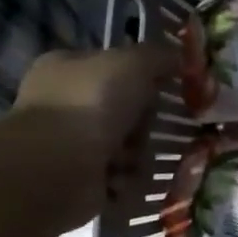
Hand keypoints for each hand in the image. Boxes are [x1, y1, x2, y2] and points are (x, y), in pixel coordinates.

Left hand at [10, 44, 176, 231]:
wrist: (58, 167)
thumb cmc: (91, 104)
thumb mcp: (133, 62)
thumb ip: (158, 56)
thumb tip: (180, 57)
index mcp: (67, 68)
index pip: (114, 67)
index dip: (142, 77)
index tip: (165, 89)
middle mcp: (64, 103)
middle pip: (126, 111)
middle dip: (143, 124)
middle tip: (146, 129)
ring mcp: (69, 144)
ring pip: (128, 146)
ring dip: (137, 155)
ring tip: (129, 160)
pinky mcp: (79, 180)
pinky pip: (121, 178)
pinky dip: (126, 180)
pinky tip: (119, 179)